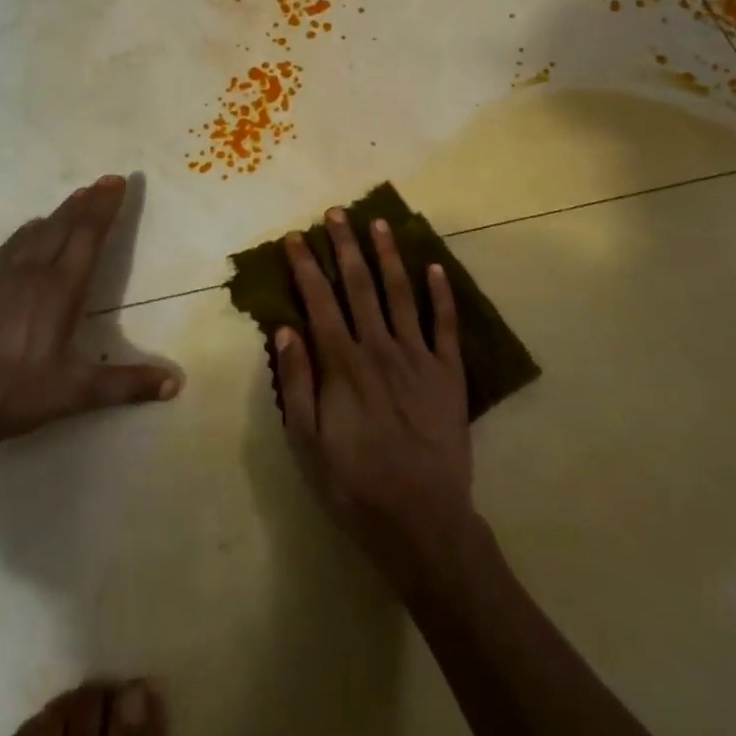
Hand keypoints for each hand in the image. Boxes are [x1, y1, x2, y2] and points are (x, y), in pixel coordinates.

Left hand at [0, 176, 178, 450]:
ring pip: (37, 230)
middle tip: (106, 180)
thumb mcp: (73, 394)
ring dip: (62, 211)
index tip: (118, 181)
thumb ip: (125, 385)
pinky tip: (31, 230)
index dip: (105, 207)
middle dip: (88, 201)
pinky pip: (13, 242)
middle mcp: (32, 270)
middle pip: (64, 224)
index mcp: (58, 289)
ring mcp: (1, 275)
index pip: (88, 235)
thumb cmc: (11, 393)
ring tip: (77, 197)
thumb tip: (176, 383)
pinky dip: (32, 228)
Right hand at [277, 210, 475, 590]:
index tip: (297, 237)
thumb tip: (285, 328)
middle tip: (338, 212)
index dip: (306, 265)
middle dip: (346, 246)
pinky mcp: (449, 375)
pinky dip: (442, 294)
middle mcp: (379, 348)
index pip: (319, 301)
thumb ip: (296, 383)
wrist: (423, 523)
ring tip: (380, 223)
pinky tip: (435, 267)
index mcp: (342, 364)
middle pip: (359, 286)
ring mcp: (418, 358)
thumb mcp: (307, 443)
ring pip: (401, 294)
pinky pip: (446, 326)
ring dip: (389, 256)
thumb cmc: (355, 486)